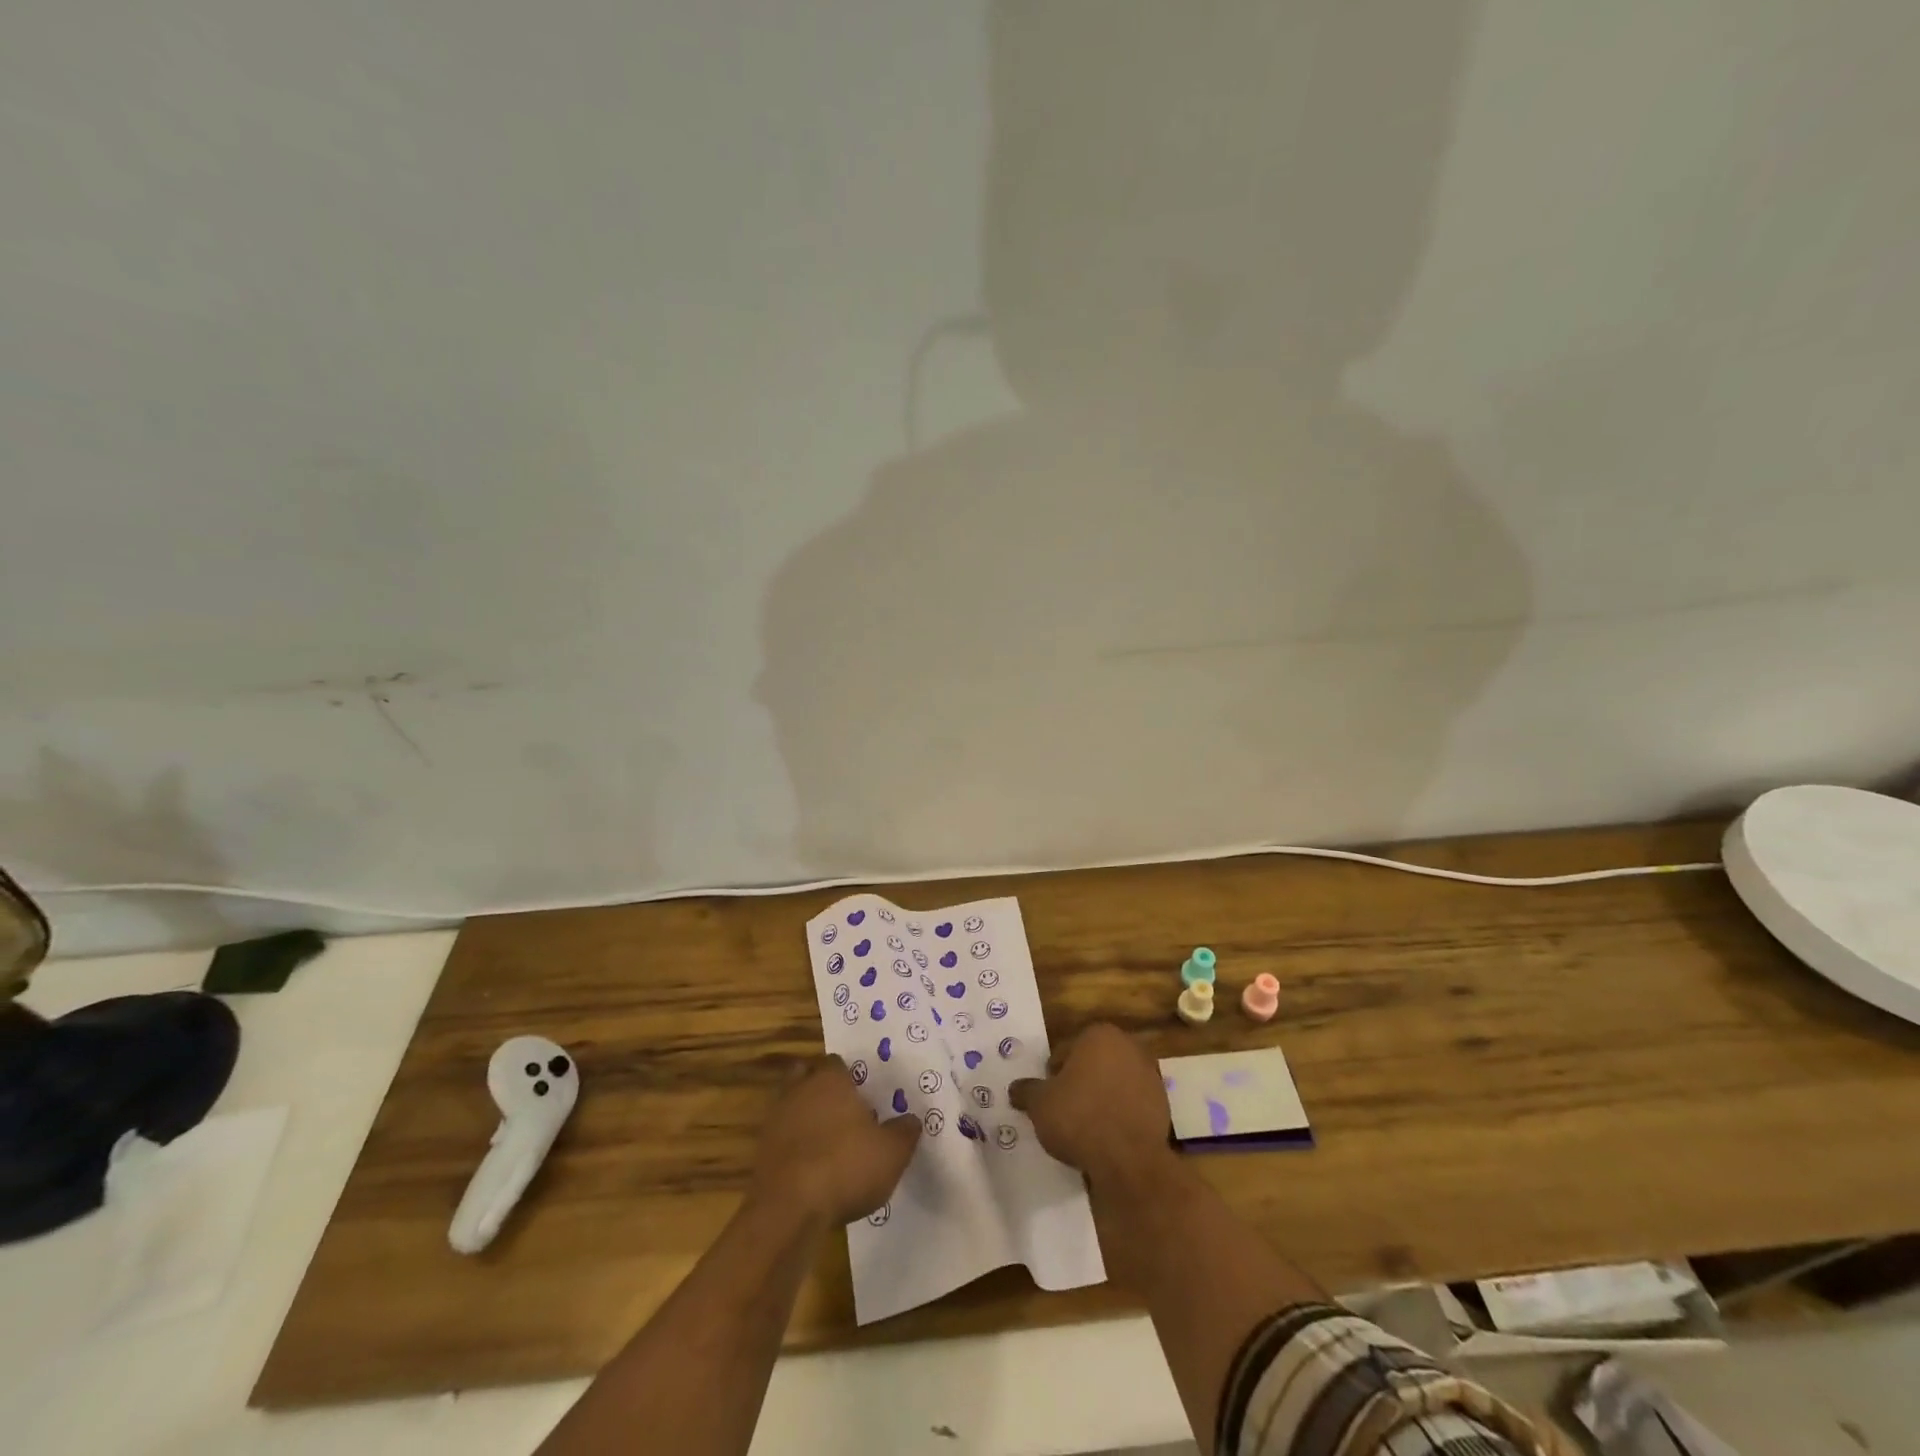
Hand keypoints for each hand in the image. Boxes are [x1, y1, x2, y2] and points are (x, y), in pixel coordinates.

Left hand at [748, 1056, 920, 1225]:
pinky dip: (794, 1148)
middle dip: (820, 1089)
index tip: (864, 1095)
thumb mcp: (892, 1152)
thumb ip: (904, 1132)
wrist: (789, 1211)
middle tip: (843, 1111)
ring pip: (791, 1108)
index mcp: (830, 1080)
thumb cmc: (845, 1166)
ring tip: (829, 1144)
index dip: (850, 1076)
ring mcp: (775, 1122)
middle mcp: (799, 1091)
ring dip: (805, 1120)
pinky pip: (782, 1140)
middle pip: (806, 1077)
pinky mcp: (761, 1154)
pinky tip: (812, 1170)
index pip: (837, 1063)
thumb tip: (911, 1120)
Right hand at [1008, 1023, 1171, 1186]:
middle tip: (1064, 1109)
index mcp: (1099, 1035)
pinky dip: (1120, 1115)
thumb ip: (1026, 1091)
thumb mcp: (1040, 1104)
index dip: (1053, 1074)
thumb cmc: (1079, 1117)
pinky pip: (1132, 1105)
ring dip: (1102, 1098)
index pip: (1067, 1050)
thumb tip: (1015, 1088)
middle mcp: (1128, 1046)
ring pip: (1115, 1083)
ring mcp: (1150, 1075)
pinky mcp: (1163, 1105)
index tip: (1048, 1096)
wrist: (1128, 1160)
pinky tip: (1107, 1138)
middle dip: (1080, 1082)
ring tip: (1086, 1127)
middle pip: (1094, 1063)